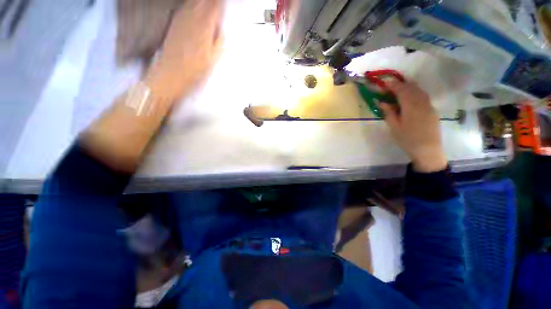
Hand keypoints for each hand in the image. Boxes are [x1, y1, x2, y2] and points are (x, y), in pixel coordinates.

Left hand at [145, 0, 223, 100]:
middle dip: (212, 1)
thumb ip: (219, 42)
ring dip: (202, 1)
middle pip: (204, 1)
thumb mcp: (213, 59)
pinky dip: (192, 4)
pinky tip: (195, 6)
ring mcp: (182, 19)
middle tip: (217, 2)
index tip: (223, 2)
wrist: (171, 72)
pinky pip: (185, 7)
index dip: (219, 3)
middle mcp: (193, 19)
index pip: (214, 7)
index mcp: (204, 27)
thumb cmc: (195, 70)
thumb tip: (220, 30)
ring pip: (194, 2)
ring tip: (209, 3)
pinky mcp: (175, 22)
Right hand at [379, 81, 446, 172]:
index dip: (392, 85)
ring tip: (398, 90)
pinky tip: (409, 97)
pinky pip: (423, 96)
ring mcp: (429, 105)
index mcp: (411, 107)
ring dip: (408, 87)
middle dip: (400, 85)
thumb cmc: (407, 139)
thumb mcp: (394, 127)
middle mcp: (422, 102)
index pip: (402, 90)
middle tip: (389, 87)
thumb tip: (382, 101)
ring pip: (419, 91)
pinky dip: (415, 92)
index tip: (383, 84)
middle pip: (411, 88)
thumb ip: (388, 112)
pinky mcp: (432, 110)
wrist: (428, 150)